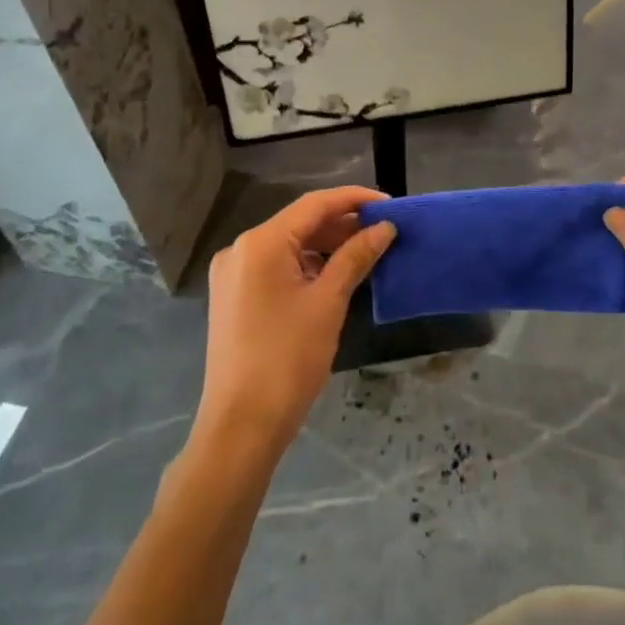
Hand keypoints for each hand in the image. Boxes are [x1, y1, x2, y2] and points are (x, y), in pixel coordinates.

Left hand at [197, 186, 394, 458]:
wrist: (241, 425)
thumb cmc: (288, 358)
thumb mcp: (328, 302)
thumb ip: (356, 257)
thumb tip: (385, 228)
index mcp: (259, 243)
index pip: (314, 205)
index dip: (354, 200)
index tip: (390, 204)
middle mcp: (240, 249)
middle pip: (299, 223)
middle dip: (342, 225)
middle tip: (383, 232)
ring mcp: (233, 274)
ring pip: (288, 246)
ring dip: (326, 246)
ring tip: (366, 252)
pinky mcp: (234, 297)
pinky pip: (276, 267)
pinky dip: (307, 266)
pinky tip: (335, 275)